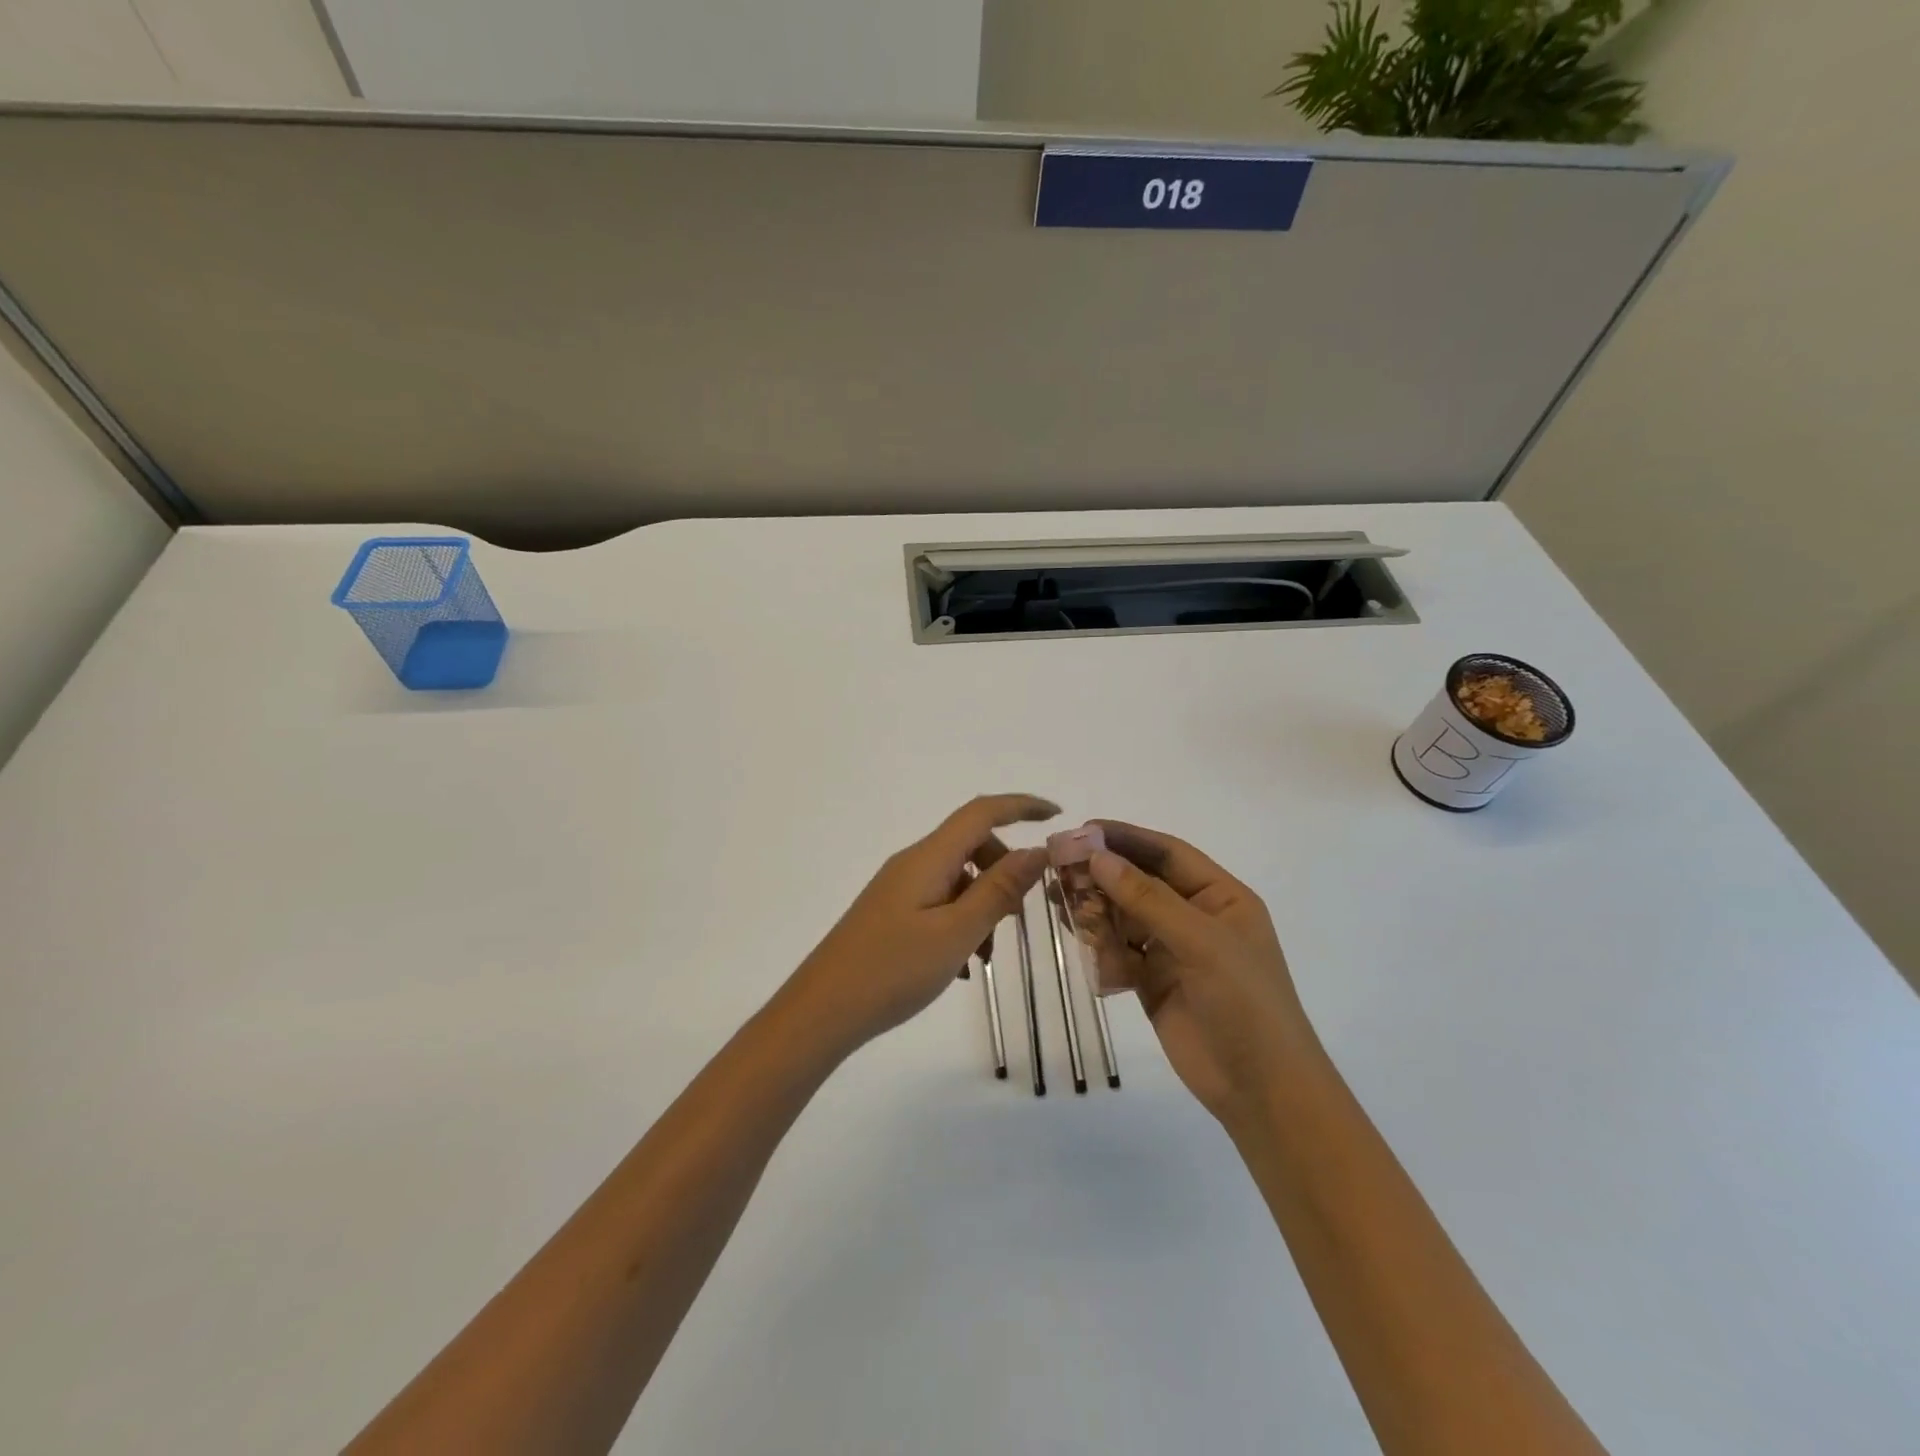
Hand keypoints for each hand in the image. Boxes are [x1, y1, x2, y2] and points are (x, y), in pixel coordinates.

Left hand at [783, 795, 1058, 1057]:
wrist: (822, 1011)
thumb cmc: (892, 970)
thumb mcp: (956, 933)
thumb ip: (998, 890)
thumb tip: (1035, 851)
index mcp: (929, 858)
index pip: (982, 812)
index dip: (1021, 806)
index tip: (1056, 815)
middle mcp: (913, 864)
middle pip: (971, 845)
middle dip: (1004, 872)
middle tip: (1019, 917)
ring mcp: (900, 889)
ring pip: (958, 879)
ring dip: (983, 906)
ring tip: (984, 956)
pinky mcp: (892, 913)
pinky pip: (940, 903)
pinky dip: (961, 923)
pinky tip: (961, 967)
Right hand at [1087, 822, 1316, 1124]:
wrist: (1262, 1091)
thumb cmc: (1245, 1003)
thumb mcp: (1201, 942)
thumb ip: (1147, 898)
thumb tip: (1097, 857)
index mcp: (1221, 897)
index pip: (1168, 853)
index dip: (1126, 838)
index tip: (1082, 830)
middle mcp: (1196, 917)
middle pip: (1141, 882)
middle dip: (1103, 873)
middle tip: (1058, 865)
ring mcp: (1173, 951)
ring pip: (1125, 916)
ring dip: (1095, 906)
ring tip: (1057, 898)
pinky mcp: (1153, 982)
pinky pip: (1119, 951)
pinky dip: (1099, 943)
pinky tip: (1076, 936)